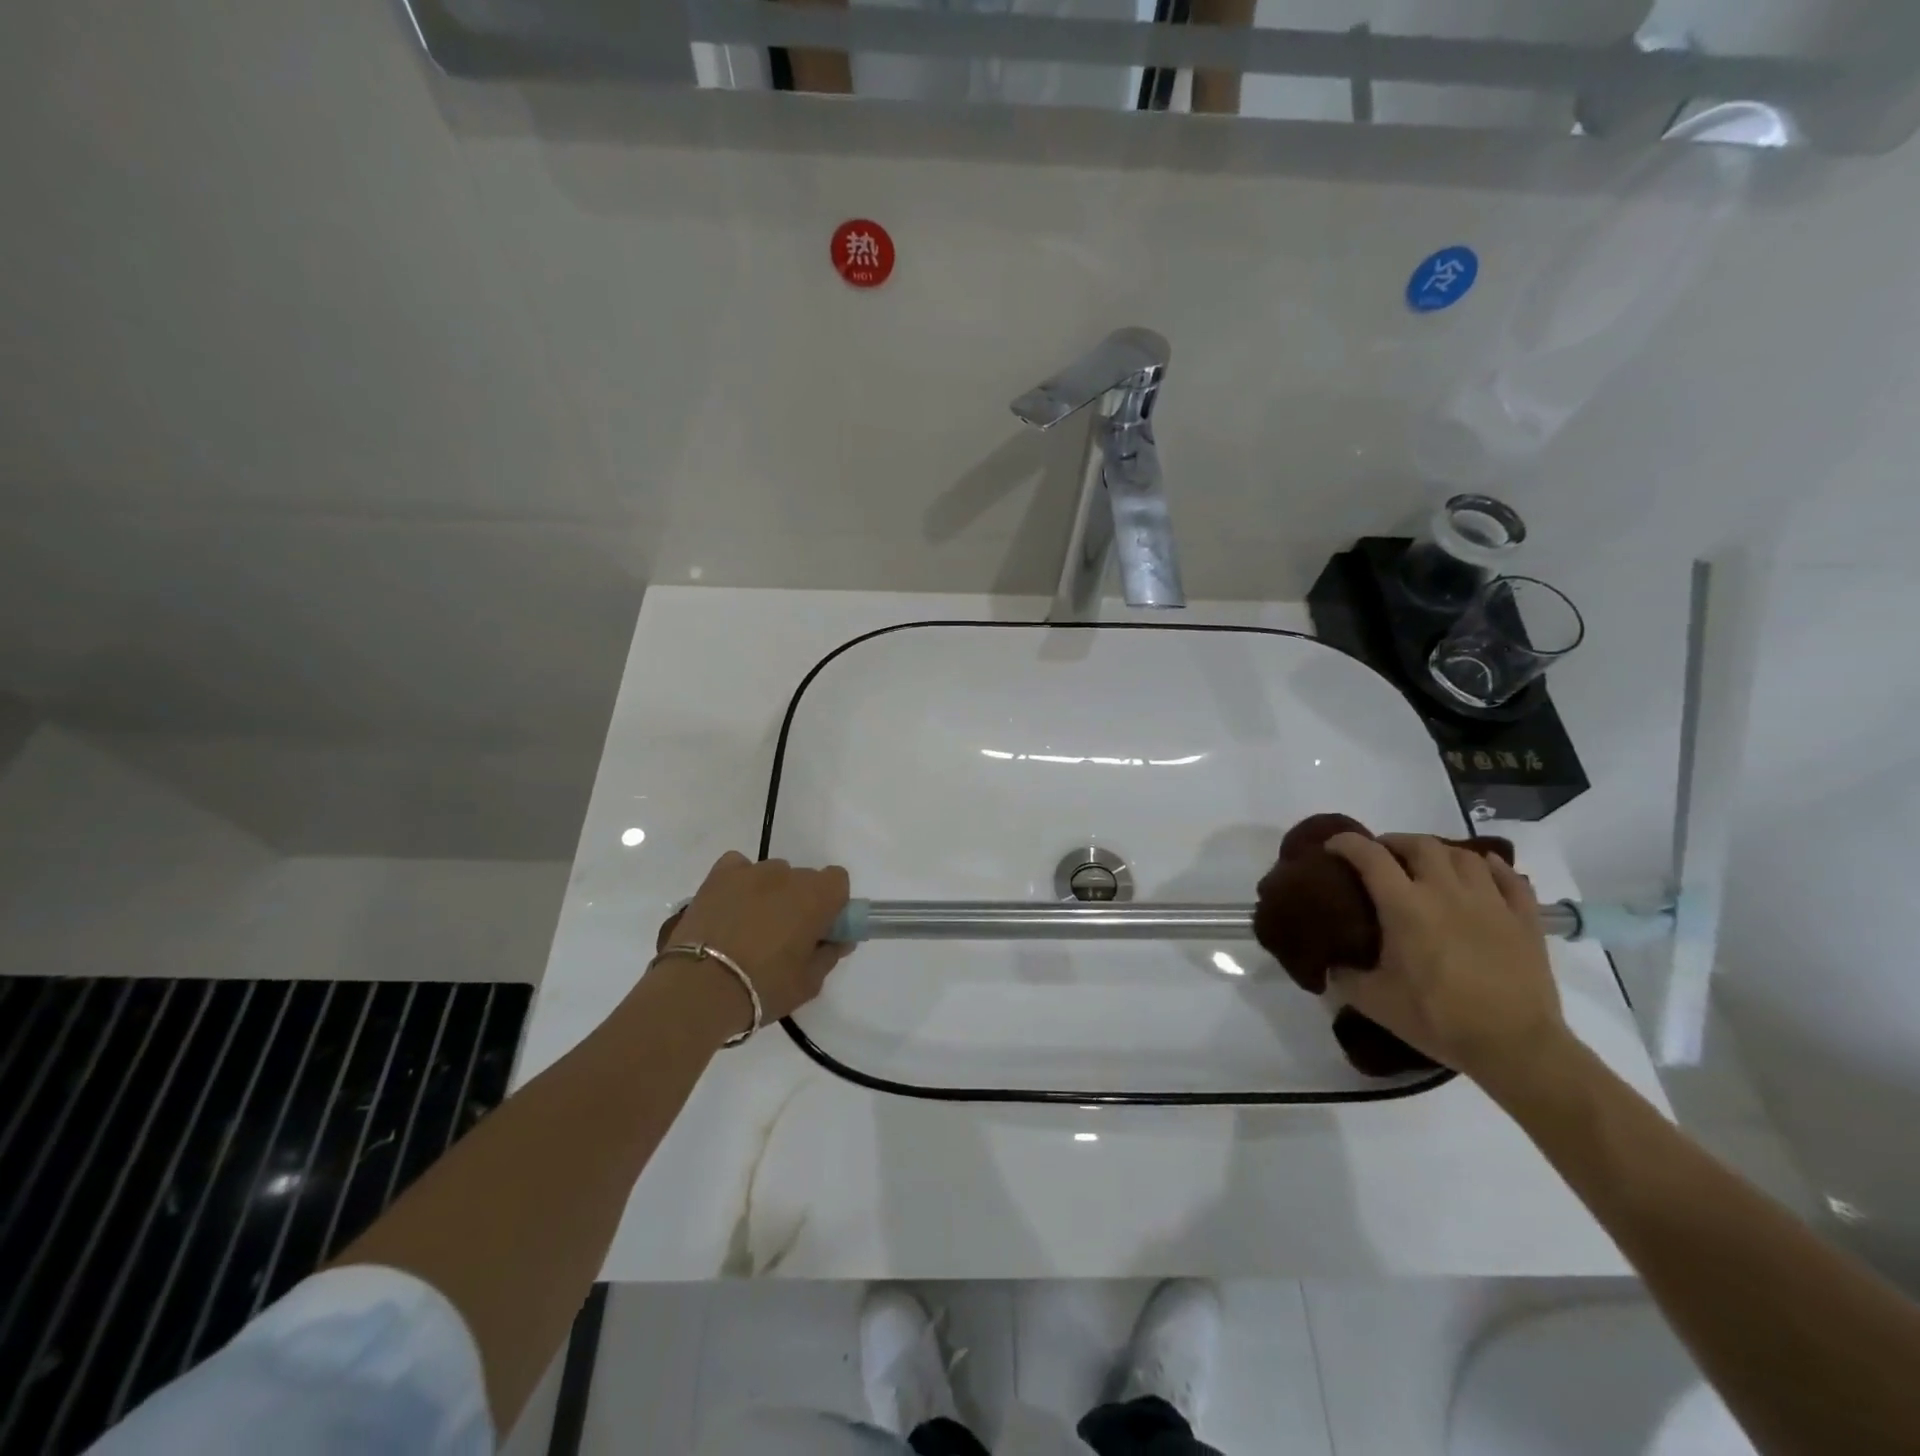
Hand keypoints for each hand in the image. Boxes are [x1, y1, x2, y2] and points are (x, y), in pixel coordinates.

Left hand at [653, 852, 851, 1028]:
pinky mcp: (718, 876)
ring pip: (772, 874)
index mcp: (816, 896)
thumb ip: (829, 954)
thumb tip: (838, 940)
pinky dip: (739, 882)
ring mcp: (751, 871)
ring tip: (750, 926)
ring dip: (770, 893)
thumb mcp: (809, 983)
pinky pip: (738, 868)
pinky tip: (730, 907)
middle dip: (799, 901)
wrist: (699, 989)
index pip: (838, 881)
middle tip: (785, 935)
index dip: (832, 903)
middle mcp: (787, 875)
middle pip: (803, 879)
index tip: (820, 928)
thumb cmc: (763, 987)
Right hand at [1324, 833, 1566, 1088]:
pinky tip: (1483, 871)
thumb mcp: (1375, 1001)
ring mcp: (1491, 902)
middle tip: (1382, 857)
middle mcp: (1446, 892)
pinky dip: (1492, 867)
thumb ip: (1345, 976)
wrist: (1516, 1047)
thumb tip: (1330, 964)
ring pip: (1464, 856)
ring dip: (1440, 853)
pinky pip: (1510, 878)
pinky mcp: (1525, 920)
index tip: (1333, 847)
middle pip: (1420, 845)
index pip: (1370, 856)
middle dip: (1395, 843)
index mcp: (1405, 907)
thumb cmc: (1439, 1020)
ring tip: (1429, 865)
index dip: (1347, 843)